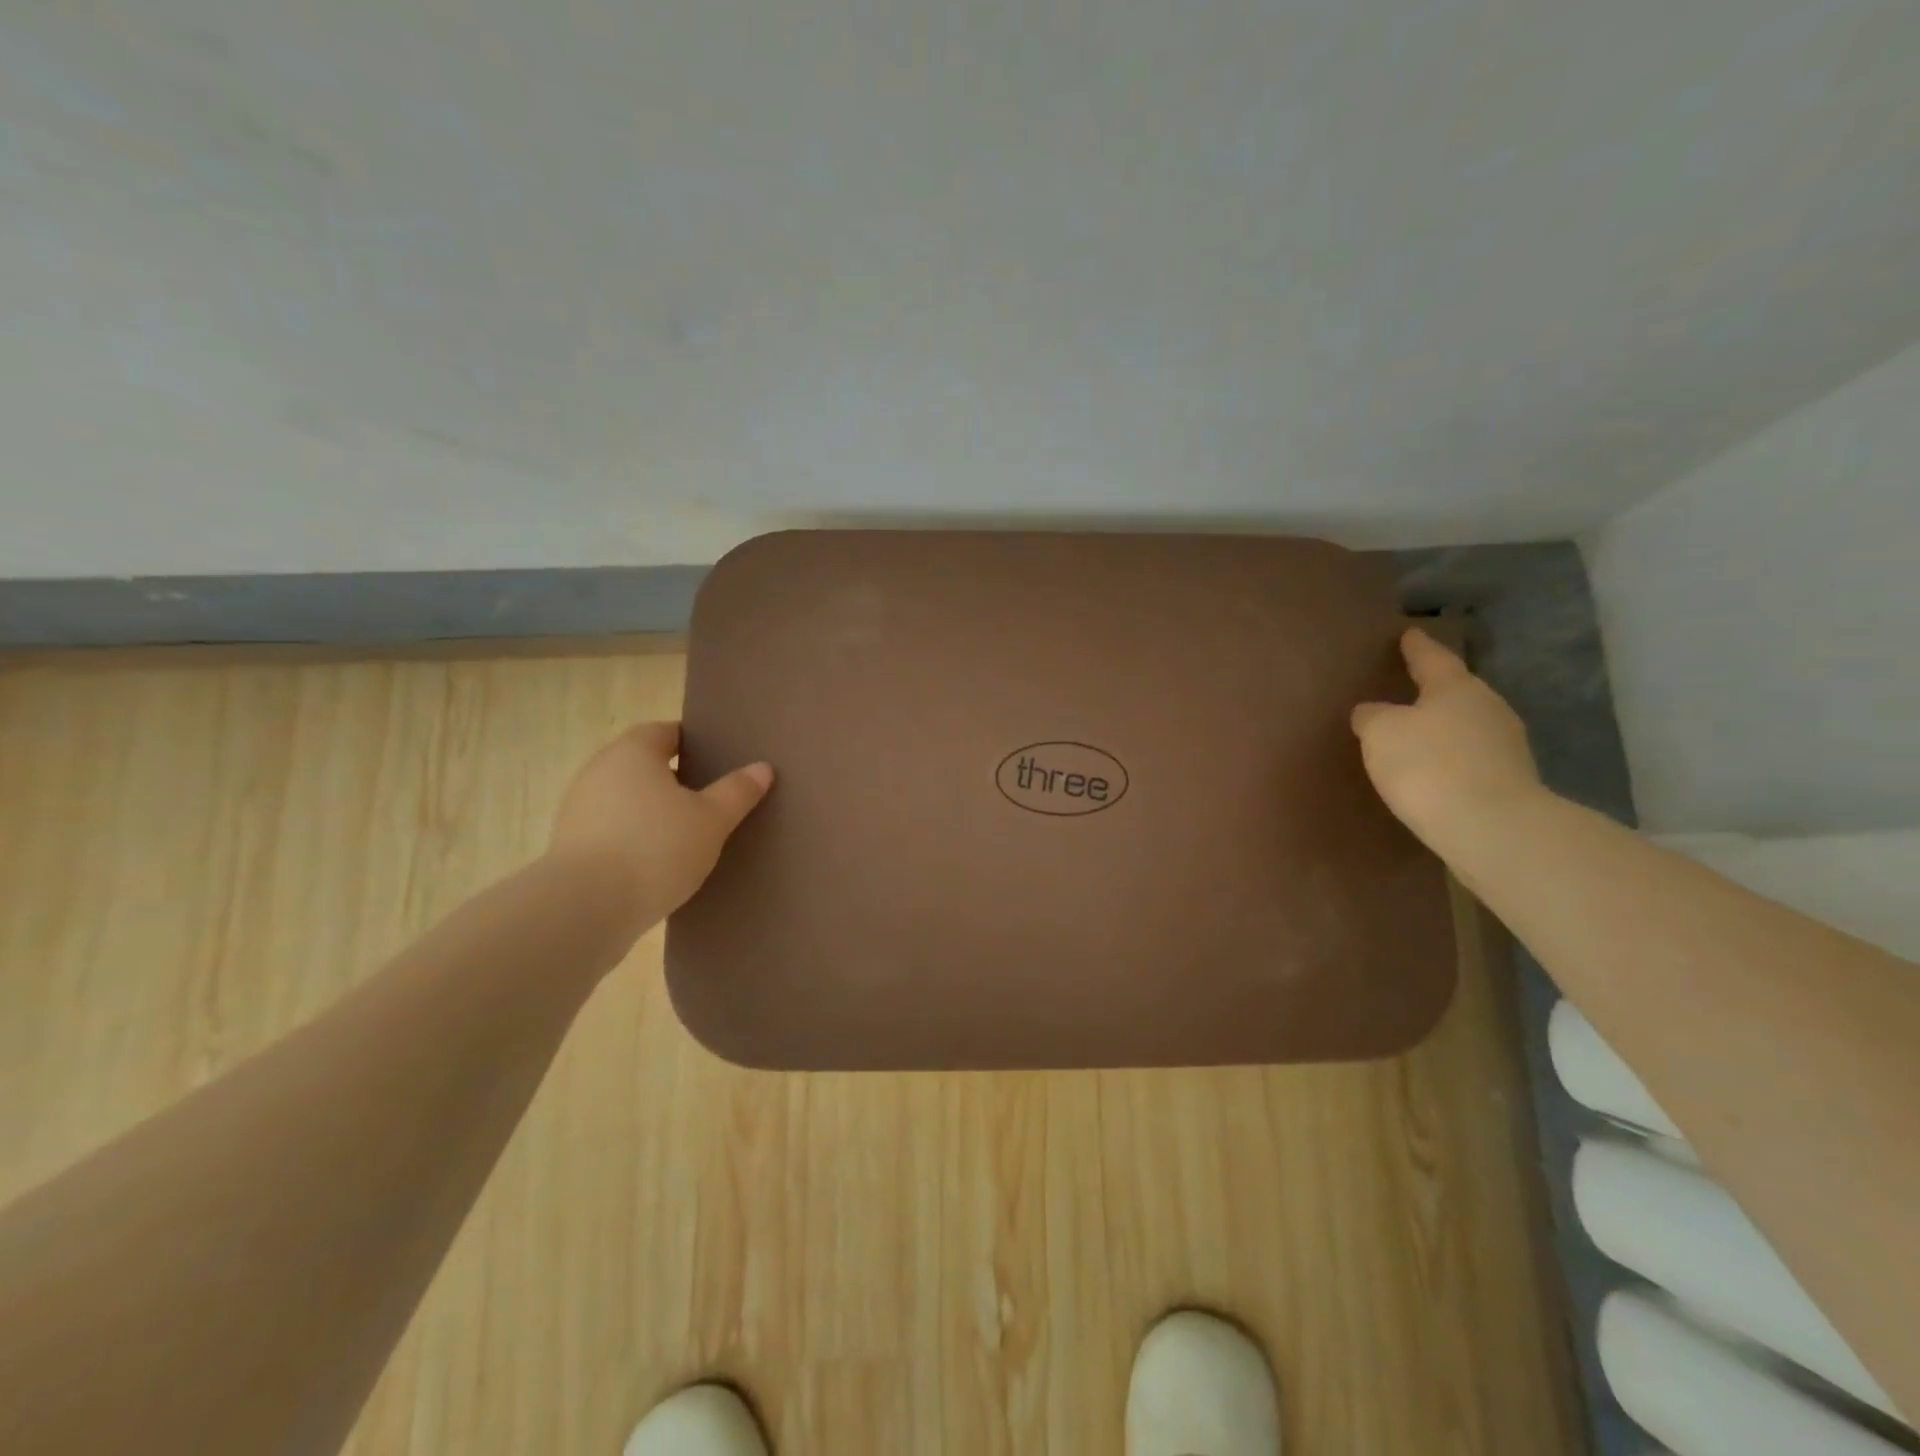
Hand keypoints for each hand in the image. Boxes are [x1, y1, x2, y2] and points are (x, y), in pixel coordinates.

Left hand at [549, 722, 772, 923]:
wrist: (585, 908)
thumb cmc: (656, 848)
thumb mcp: (712, 820)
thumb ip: (737, 792)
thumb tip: (762, 768)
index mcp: (633, 752)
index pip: (666, 732)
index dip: (694, 743)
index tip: (718, 761)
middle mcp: (600, 771)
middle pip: (644, 765)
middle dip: (675, 778)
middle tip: (711, 798)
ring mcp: (579, 809)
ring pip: (628, 799)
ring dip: (653, 811)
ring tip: (688, 834)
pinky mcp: (571, 846)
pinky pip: (613, 830)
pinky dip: (635, 838)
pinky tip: (658, 862)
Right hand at [1351, 629, 1543, 847]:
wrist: (1492, 828)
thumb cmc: (1429, 766)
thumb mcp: (1380, 733)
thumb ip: (1372, 716)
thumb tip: (1373, 711)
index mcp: (1456, 687)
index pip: (1431, 657)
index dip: (1416, 647)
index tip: (1409, 633)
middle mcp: (1487, 707)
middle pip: (1455, 691)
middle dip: (1432, 689)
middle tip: (1407, 687)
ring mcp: (1505, 745)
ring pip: (1465, 725)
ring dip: (1442, 727)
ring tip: (1415, 733)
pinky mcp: (1508, 781)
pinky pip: (1470, 758)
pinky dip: (1451, 758)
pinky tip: (1433, 770)